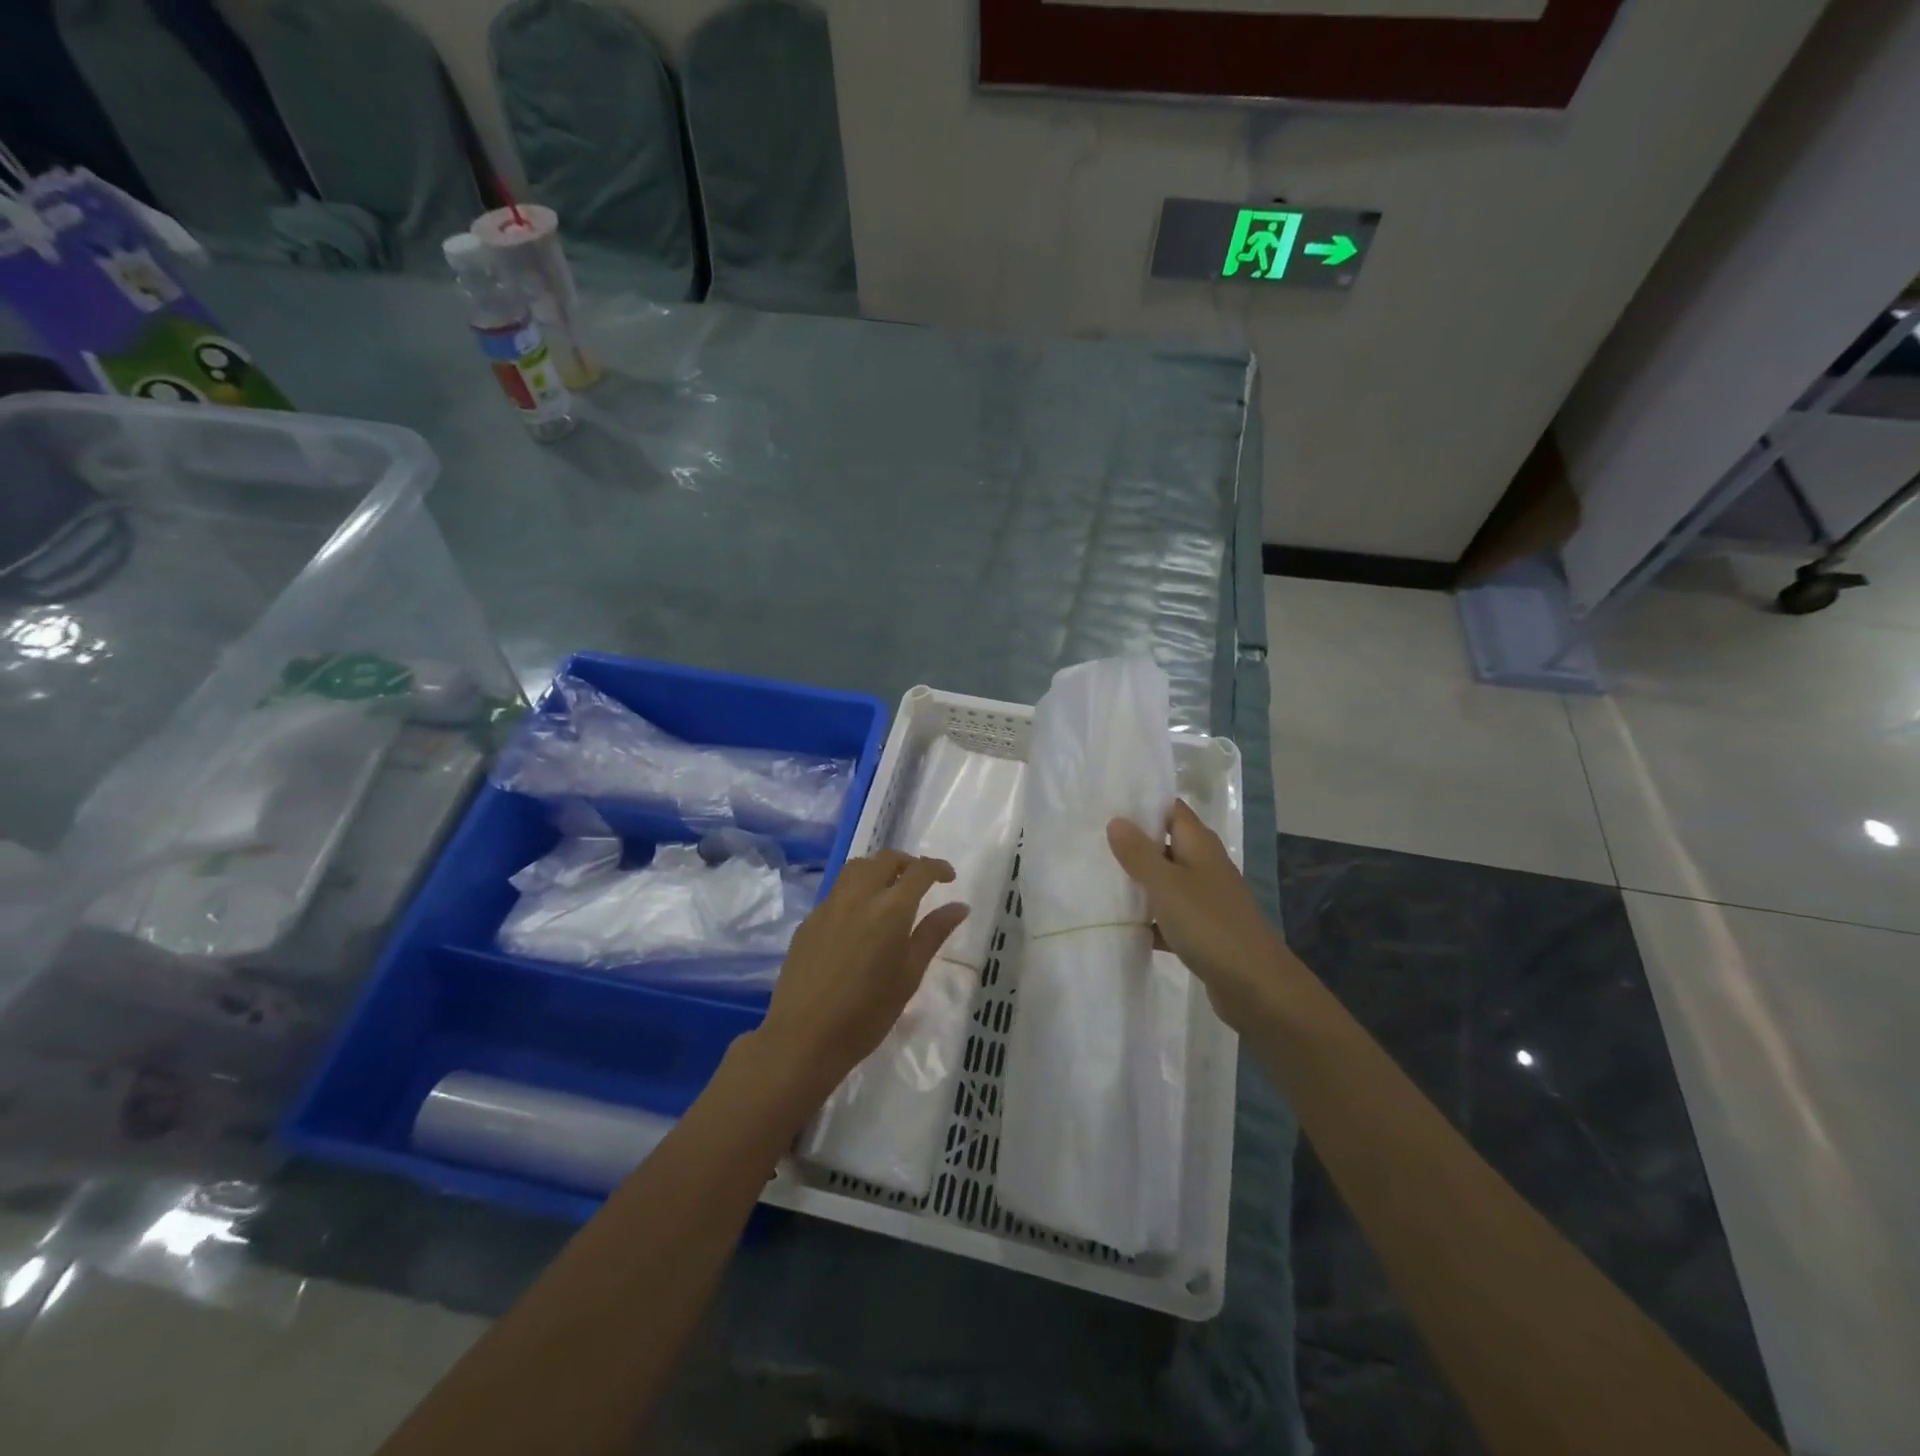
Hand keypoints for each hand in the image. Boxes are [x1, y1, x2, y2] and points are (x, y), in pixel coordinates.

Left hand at [754, 850, 968, 1104]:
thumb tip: (959, 906)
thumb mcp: (909, 975)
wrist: (803, 1037)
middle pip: (885, 859)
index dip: (938, 868)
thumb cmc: (867, 1013)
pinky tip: (859, 919)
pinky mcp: (809, 920)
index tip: (949, 878)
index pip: (919, 871)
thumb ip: (933, 934)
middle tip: (920, 882)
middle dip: (907, 863)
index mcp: (890, 909)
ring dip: (878, 869)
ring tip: (889, 891)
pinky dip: (855, 890)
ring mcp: (829, 905)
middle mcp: (858, 896)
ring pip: (857, 868)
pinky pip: (837, 891)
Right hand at [1107, 800, 1286, 1031]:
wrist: (1255, 986)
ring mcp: (1204, 899)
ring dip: (1137, 882)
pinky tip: (1121, 924)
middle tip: (1090, 840)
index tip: (1106, 803)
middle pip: (1164, 844)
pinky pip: (1168, 915)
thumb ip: (1139, 853)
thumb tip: (1116, 820)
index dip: (1142, 803)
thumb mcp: (1166, 885)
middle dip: (1131, 843)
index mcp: (1199, 845)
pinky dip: (1148, 918)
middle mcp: (1204, 865)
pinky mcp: (1201, 930)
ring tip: (1095, 877)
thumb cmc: (1209, 924)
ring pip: (1164, 881)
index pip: (1170, 809)